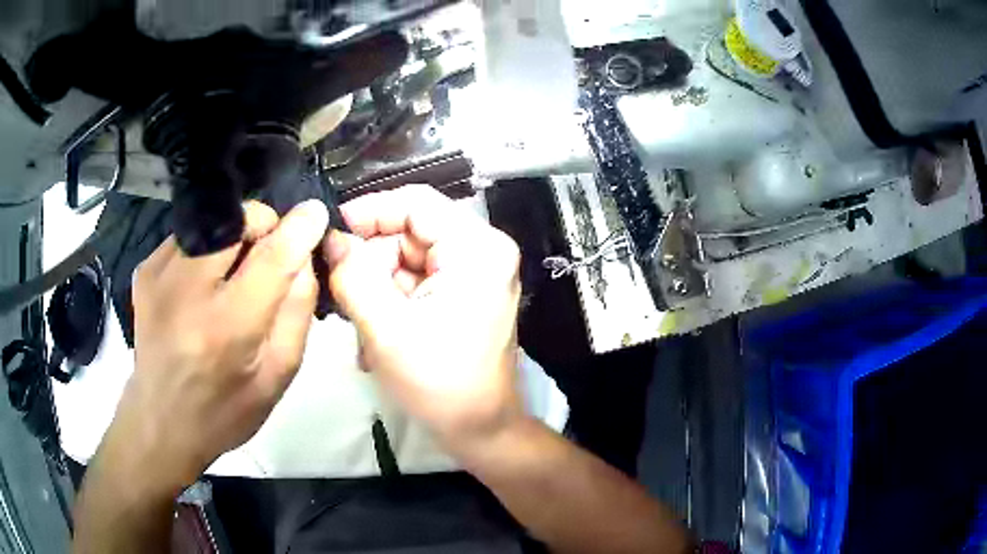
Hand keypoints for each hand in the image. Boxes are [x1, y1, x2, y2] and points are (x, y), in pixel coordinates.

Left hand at [107, 200, 327, 491]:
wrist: (160, 421)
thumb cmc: (225, 410)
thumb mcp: (277, 375)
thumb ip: (297, 312)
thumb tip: (304, 257)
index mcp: (227, 329)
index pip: (271, 257)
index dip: (299, 228)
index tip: (315, 212)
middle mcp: (186, 291)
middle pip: (237, 219)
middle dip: (264, 226)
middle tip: (268, 257)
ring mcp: (159, 275)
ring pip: (214, 221)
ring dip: (235, 238)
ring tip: (233, 276)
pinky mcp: (145, 269)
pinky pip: (190, 236)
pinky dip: (208, 249)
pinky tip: (204, 285)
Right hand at [324, 186, 523, 453]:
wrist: (480, 429)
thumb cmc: (439, 383)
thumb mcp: (385, 328)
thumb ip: (352, 276)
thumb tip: (331, 239)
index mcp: (477, 248)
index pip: (415, 203)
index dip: (369, 211)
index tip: (332, 234)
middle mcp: (482, 250)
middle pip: (409, 232)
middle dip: (371, 263)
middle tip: (343, 298)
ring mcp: (475, 273)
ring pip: (407, 258)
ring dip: (376, 288)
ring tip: (362, 328)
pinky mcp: (464, 293)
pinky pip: (416, 280)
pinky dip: (391, 301)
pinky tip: (377, 334)